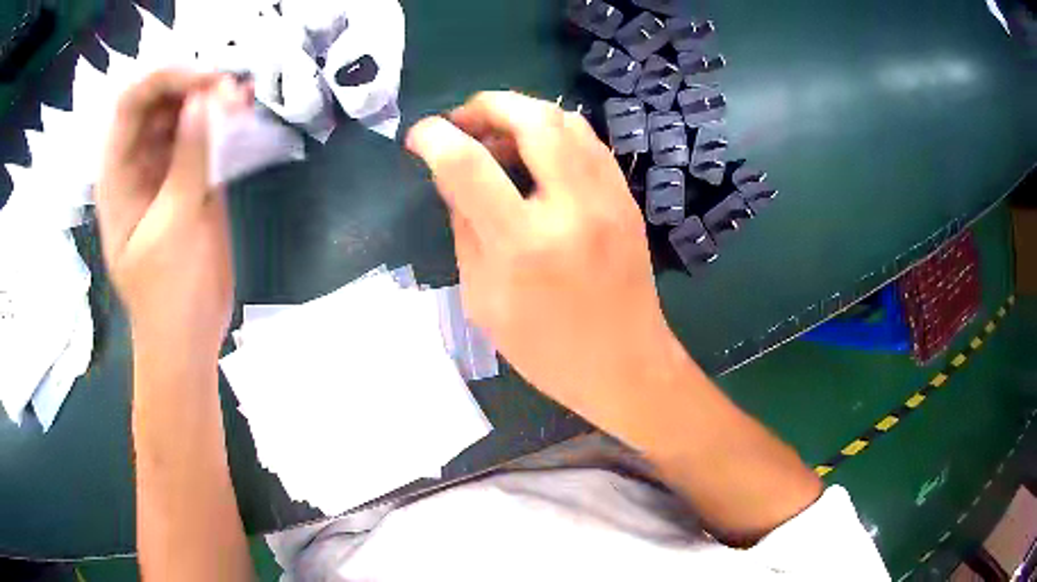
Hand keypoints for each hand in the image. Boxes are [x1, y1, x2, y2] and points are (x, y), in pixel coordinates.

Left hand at [96, 70, 250, 360]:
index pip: (131, 103)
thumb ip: (189, 159)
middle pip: (157, 102)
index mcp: (117, 176)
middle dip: (192, 86)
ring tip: (242, 99)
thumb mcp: (176, 225)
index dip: (165, 79)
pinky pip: (199, 138)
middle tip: (231, 90)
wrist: (187, 338)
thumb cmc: (171, 294)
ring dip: (209, 100)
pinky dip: (220, 123)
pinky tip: (242, 115)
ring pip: (180, 115)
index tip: (207, 80)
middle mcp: (135, 164)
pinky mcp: (186, 181)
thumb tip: (206, 99)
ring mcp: (161, 171)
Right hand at [406, 92, 679, 419]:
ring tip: (496, 136)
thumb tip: (452, 175)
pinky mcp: (626, 199)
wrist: (625, 367)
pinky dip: (554, 131)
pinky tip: (535, 153)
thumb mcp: (483, 299)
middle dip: (486, 104)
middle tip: (461, 122)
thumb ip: (465, 228)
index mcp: (525, 245)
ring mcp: (609, 198)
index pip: (468, 165)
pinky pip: (588, 142)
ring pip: (566, 120)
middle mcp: (573, 208)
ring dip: (522, 113)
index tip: (418, 136)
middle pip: (532, 118)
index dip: (434, 137)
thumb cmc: (546, 350)